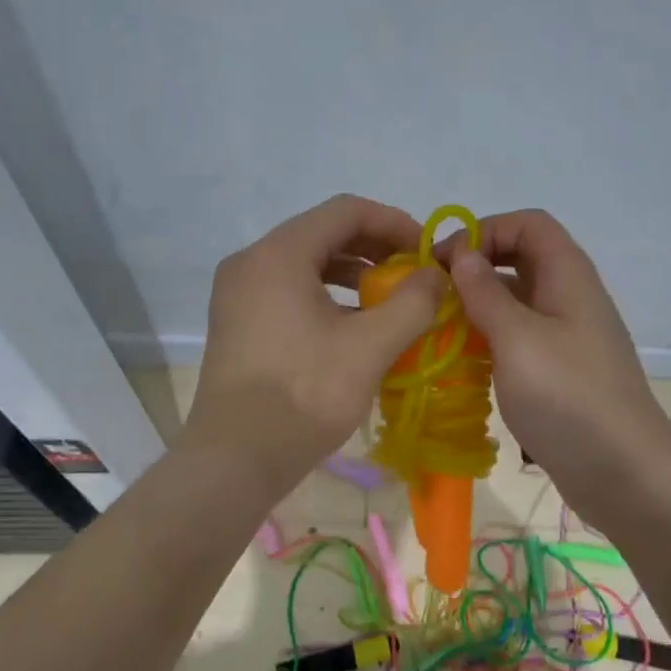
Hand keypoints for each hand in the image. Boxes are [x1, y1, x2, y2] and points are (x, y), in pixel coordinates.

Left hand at [184, 194, 443, 493]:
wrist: (234, 459)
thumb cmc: (303, 395)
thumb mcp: (369, 347)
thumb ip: (412, 302)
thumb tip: (436, 275)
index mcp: (279, 254)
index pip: (345, 211)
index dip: (394, 223)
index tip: (427, 252)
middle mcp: (251, 262)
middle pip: (324, 233)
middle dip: (375, 249)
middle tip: (414, 275)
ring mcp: (238, 292)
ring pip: (306, 263)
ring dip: (353, 273)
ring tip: (390, 300)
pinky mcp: (237, 321)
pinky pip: (288, 289)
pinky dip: (326, 296)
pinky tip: (354, 325)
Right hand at [436, 210, 670, 522]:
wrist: (625, 474)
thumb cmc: (568, 397)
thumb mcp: (517, 339)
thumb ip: (485, 293)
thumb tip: (463, 254)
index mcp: (568, 276)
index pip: (527, 224)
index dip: (485, 229)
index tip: (444, 261)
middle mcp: (570, 296)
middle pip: (521, 258)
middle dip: (477, 266)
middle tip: (435, 292)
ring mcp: (568, 335)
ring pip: (518, 299)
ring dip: (479, 304)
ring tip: (440, 326)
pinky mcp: (561, 369)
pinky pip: (520, 336)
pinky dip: (490, 337)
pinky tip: (463, 360)